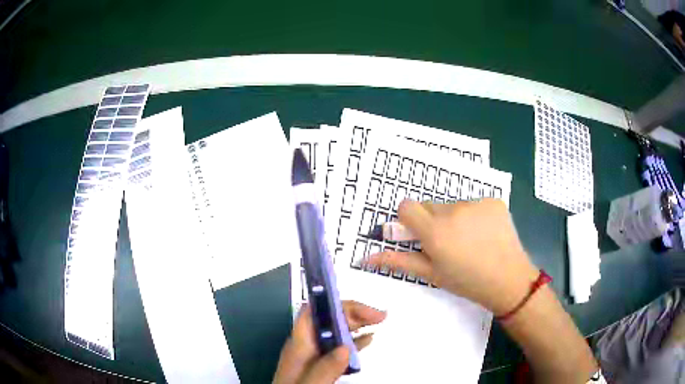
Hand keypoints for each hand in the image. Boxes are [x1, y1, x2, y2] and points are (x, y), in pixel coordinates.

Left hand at [273, 301, 385, 383]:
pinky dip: (354, 340)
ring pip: (335, 331)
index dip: (336, 303)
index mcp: (299, 344)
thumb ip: (324, 369)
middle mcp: (305, 345)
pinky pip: (339, 346)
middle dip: (353, 312)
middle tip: (380, 316)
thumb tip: (345, 348)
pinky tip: (368, 339)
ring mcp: (313, 354)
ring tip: (379, 322)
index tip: (362, 307)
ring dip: (357, 324)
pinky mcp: (320, 364)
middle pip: (328, 319)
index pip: (314, 312)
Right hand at [368, 199, 537, 315]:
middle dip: (432, 221)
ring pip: (452, 205)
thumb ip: (398, 261)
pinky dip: (474, 216)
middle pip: (430, 206)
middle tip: (447, 243)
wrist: (509, 280)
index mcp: (434, 231)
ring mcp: (476, 203)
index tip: (418, 234)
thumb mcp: (431, 274)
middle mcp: (453, 211)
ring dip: (454, 219)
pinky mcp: (493, 201)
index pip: (406, 207)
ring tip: (469, 240)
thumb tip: (366, 256)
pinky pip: (474, 204)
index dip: (408, 220)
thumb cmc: (466, 282)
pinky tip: (485, 234)